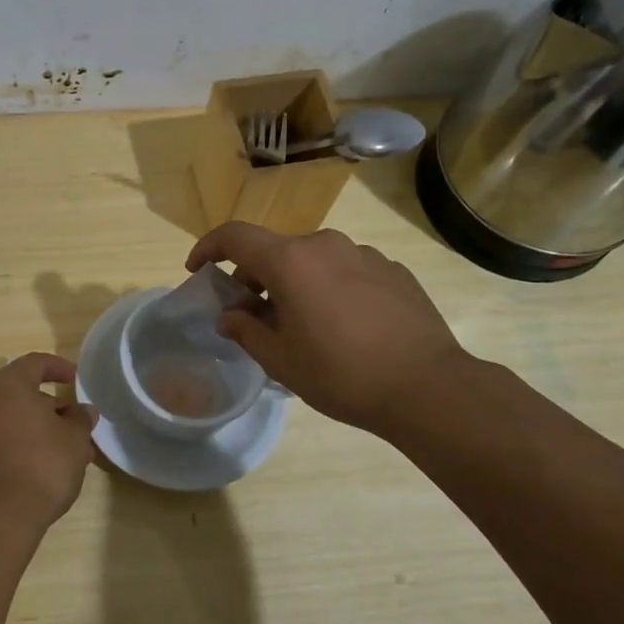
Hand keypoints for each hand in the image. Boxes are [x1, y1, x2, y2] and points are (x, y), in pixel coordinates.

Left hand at [0, 353, 98, 532]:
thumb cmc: (41, 465)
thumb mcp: (75, 439)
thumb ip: (80, 419)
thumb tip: (82, 411)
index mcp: (7, 385)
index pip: (35, 363)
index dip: (58, 367)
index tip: (76, 380)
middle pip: (19, 391)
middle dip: (48, 404)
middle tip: (74, 421)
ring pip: (9, 416)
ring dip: (35, 425)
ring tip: (63, 448)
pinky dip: (19, 442)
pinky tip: (41, 464)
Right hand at [186, 223, 471, 437]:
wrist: (427, 386)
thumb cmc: (341, 374)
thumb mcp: (281, 361)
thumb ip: (246, 331)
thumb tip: (229, 316)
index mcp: (291, 261)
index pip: (235, 237)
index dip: (209, 249)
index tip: (197, 270)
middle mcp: (325, 245)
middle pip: (275, 251)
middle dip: (254, 278)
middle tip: (252, 317)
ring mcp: (364, 254)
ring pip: (312, 260)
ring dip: (295, 284)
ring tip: (301, 325)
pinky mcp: (393, 270)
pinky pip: (346, 270)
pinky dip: (330, 288)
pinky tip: (343, 326)